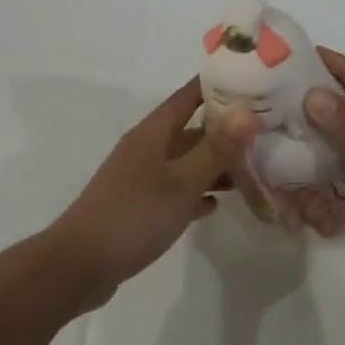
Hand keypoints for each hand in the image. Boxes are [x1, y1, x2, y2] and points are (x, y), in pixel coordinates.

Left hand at [47, 77, 255, 304]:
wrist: (79, 264)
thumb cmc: (133, 216)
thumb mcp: (181, 182)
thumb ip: (216, 149)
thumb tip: (248, 110)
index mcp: (153, 133)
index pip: (189, 95)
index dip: (218, 85)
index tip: (253, 80)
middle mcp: (146, 148)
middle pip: (190, 128)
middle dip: (225, 128)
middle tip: (265, 129)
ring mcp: (141, 178)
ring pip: (185, 161)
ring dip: (214, 163)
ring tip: (252, 168)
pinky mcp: (139, 206)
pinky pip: (176, 190)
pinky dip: (196, 192)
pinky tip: (216, 204)